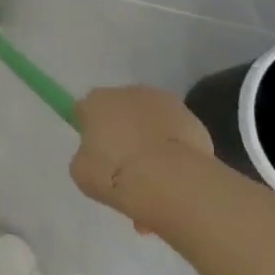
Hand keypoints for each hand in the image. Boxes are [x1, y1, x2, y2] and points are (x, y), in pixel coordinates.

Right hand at [69, 86, 217, 222]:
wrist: (170, 182)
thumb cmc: (116, 174)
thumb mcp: (82, 172)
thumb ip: (86, 156)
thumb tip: (98, 154)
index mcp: (97, 101)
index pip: (84, 109)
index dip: (87, 129)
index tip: (93, 151)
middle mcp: (129, 93)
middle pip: (119, 109)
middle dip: (120, 130)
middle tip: (121, 163)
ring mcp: (165, 103)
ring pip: (149, 118)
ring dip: (148, 136)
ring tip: (151, 173)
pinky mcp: (193, 119)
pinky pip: (174, 132)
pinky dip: (172, 147)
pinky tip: (172, 173)